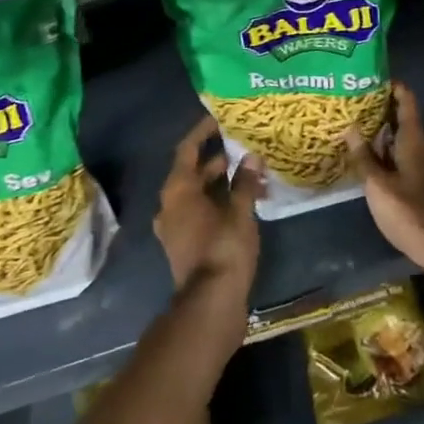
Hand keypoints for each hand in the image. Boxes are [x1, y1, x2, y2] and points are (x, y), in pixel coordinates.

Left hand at [155, 115, 262, 299]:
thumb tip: (252, 158)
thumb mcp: (239, 212)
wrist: (210, 305)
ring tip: (252, 174)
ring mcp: (175, 227)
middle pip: (192, 172)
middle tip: (244, 146)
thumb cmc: (223, 249)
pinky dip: (219, 202)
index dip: (202, 132)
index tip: (219, 119)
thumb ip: (245, 183)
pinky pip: (201, 212)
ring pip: (198, 194)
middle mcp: (170, 205)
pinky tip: (245, 202)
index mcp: (178, 190)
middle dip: (218, 159)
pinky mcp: (185, 245)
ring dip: (222, 183)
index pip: (187, 149)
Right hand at [345, 83, 423, 301]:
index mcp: (415, 141)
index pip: (407, 101)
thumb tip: (351, 128)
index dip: (393, 87)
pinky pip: (405, 163)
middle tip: (352, 107)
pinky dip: (388, 159)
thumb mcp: (379, 186)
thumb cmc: (410, 212)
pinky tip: (371, 169)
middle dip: (381, 113)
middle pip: (404, 122)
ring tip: (355, 135)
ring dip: (382, 138)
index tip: (373, 77)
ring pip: (403, 145)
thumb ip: (364, 157)